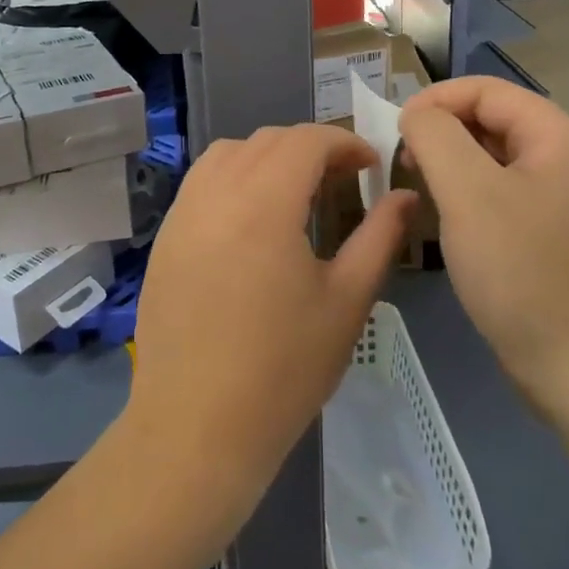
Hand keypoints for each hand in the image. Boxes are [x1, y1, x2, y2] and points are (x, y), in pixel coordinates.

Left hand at [127, 125, 413, 495]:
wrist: (195, 428)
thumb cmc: (282, 370)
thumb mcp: (346, 302)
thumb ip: (379, 237)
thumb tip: (403, 195)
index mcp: (264, 202)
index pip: (306, 140)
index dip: (344, 143)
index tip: (371, 166)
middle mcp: (216, 192)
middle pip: (268, 140)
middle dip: (310, 148)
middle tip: (342, 181)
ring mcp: (182, 211)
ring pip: (229, 153)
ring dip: (268, 156)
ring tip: (296, 193)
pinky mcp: (164, 236)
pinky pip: (201, 181)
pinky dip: (233, 177)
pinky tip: (251, 220)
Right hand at [399, 78, 568, 416]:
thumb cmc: (523, 271)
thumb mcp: (468, 192)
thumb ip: (434, 135)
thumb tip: (416, 115)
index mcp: (556, 135)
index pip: (484, 89)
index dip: (434, 100)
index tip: (396, 133)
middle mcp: (565, 155)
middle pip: (488, 117)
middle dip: (440, 132)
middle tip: (405, 164)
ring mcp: (559, 195)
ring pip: (490, 155)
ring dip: (449, 163)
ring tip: (420, 191)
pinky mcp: (548, 230)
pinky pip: (498, 190)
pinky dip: (465, 193)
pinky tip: (446, 221)